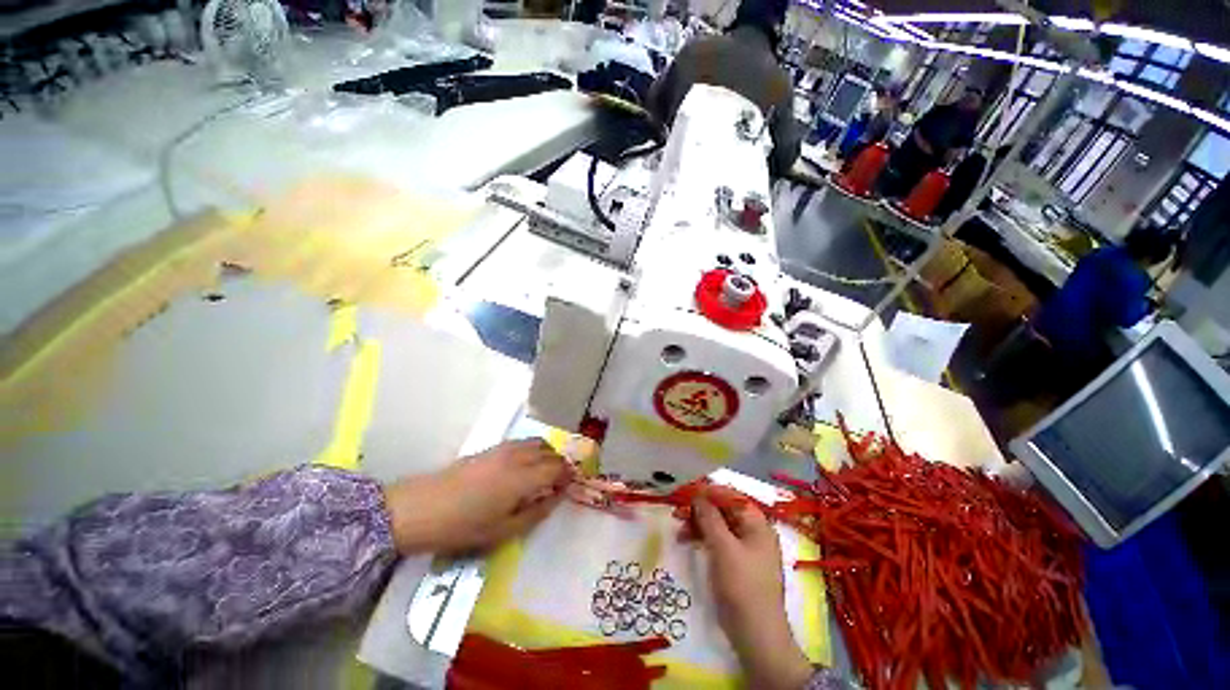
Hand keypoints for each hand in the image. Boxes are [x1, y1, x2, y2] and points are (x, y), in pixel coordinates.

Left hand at [384, 439, 570, 554]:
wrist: (419, 508)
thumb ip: (536, 513)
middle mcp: (517, 457)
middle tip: (560, 481)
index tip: (571, 486)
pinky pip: (522, 443)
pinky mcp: (491, 448)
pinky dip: (533, 450)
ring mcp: (503, 449)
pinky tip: (525, 467)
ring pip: (537, 442)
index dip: (567, 475)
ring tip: (545, 472)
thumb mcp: (503, 530)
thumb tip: (556, 497)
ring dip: (547, 454)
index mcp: (522, 477)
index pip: (556, 468)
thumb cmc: (462, 526)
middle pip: (549, 452)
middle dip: (560, 464)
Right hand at [692, 486, 812, 689]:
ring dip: (697, 522)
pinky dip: (702, 537)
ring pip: (717, 525)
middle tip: (677, 509)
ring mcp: (744, 548)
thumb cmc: (742, 586)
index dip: (709, 491)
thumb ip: (710, 518)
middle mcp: (752, 531)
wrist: (756, 636)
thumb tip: (698, 494)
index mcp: (757, 523)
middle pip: (723, 509)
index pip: (731, 496)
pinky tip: (686, 539)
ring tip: (678, 526)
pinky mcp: (735, 563)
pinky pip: (717, 541)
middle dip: (700, 508)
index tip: (686, 489)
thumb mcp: (723, 548)